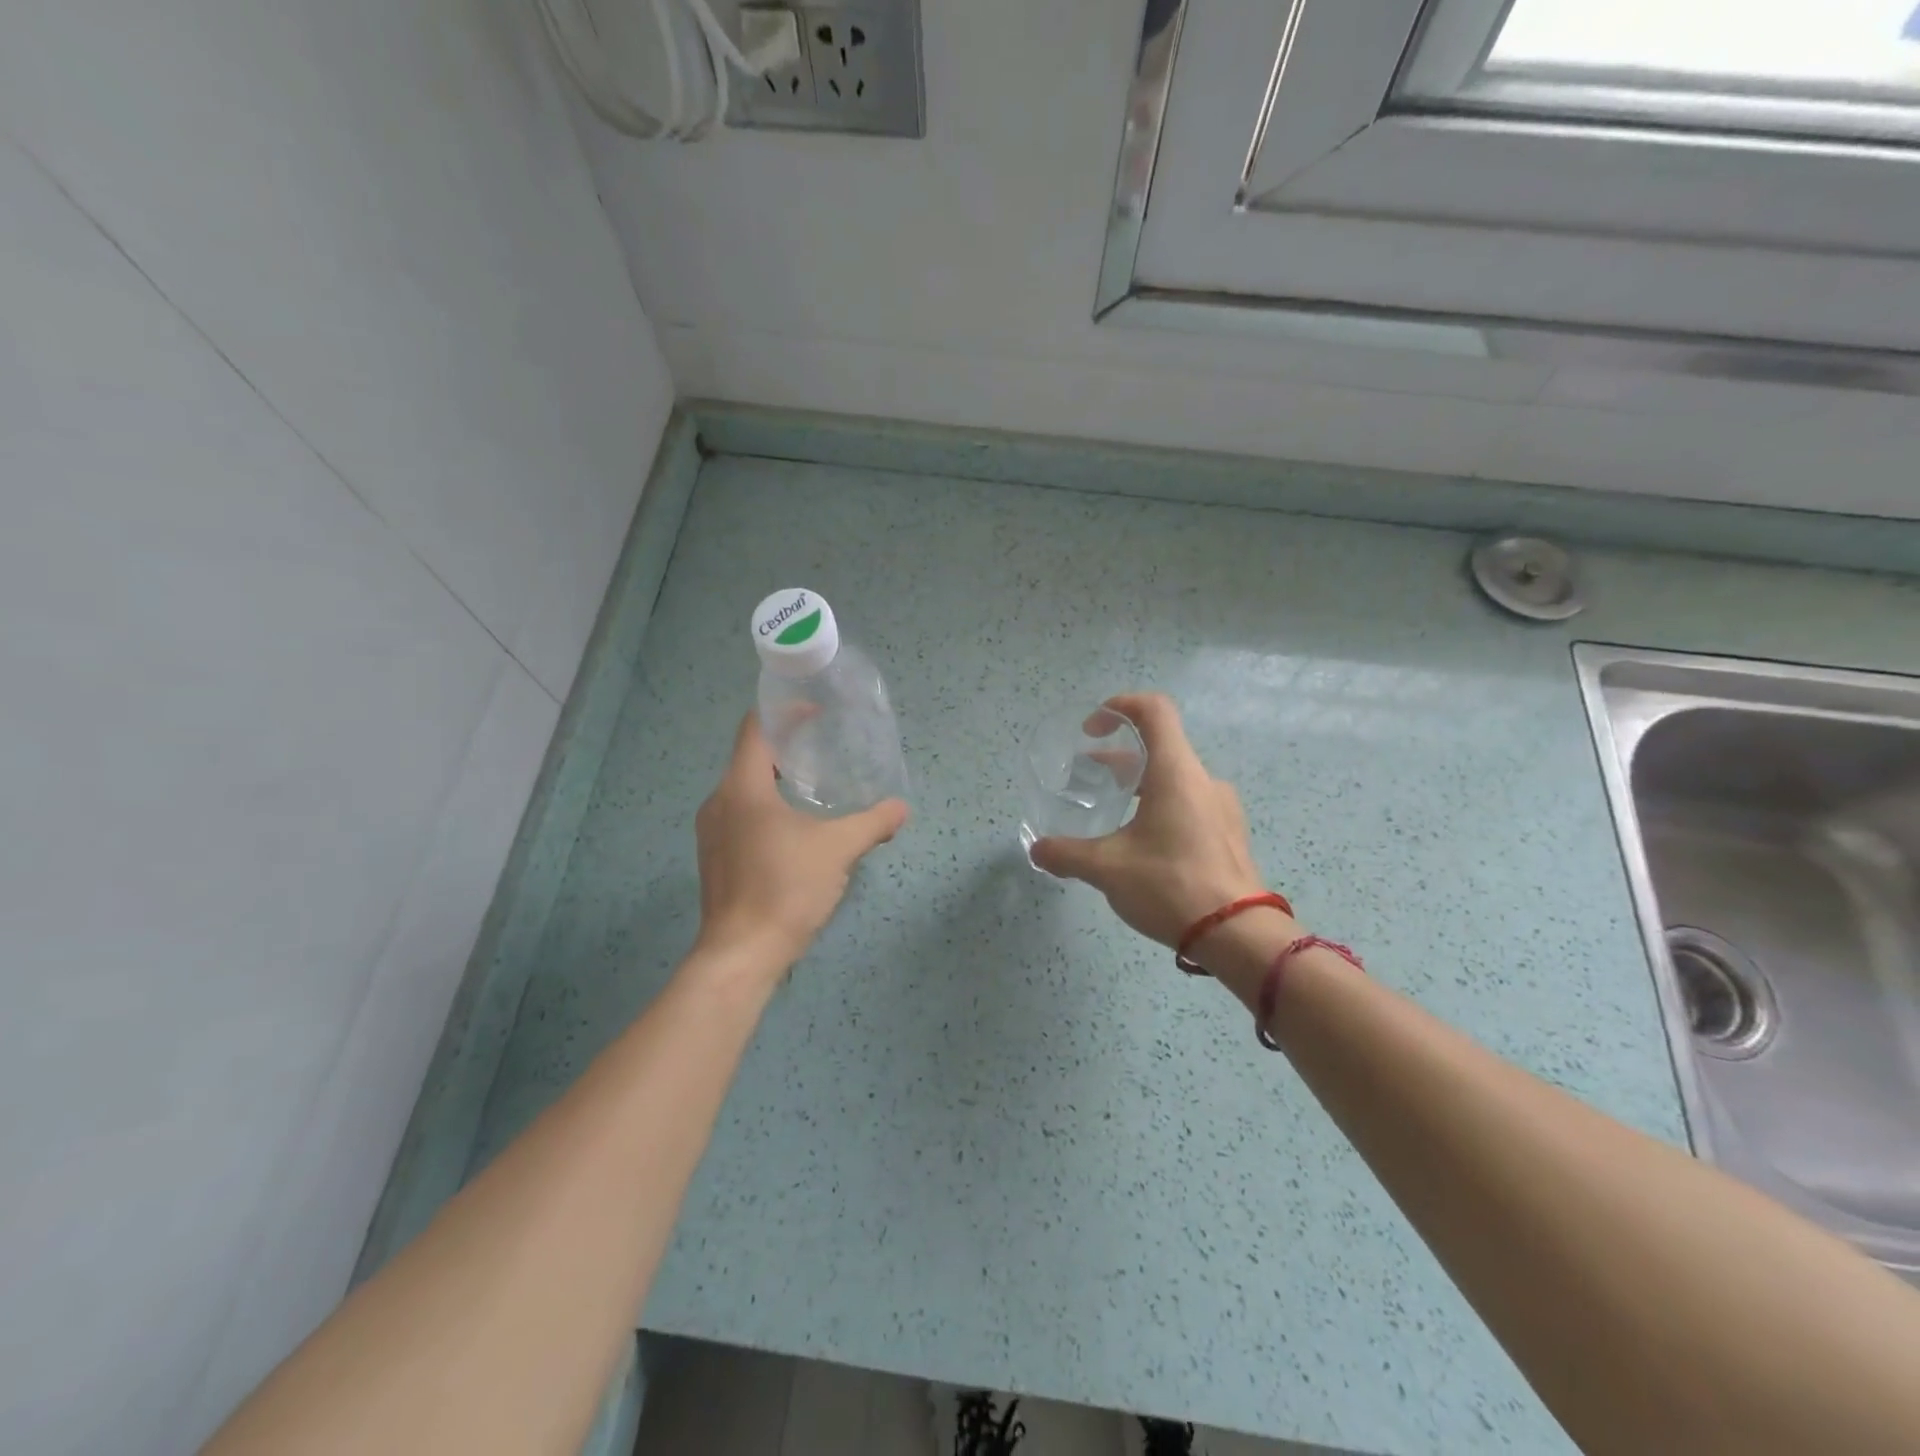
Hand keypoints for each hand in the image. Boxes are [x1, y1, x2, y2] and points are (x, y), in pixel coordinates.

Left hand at [691, 712, 908, 978]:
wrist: (741, 954)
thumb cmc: (786, 888)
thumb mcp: (838, 850)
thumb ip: (872, 823)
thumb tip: (901, 809)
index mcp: (742, 787)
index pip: (755, 729)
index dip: (784, 713)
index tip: (815, 711)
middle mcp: (719, 802)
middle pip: (749, 757)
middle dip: (785, 748)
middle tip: (823, 748)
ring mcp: (712, 832)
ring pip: (744, 789)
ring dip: (775, 780)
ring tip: (813, 786)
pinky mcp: (716, 858)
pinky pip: (740, 816)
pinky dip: (766, 808)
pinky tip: (794, 829)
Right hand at [1029, 693, 1269, 948]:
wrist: (1239, 935)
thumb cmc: (1170, 886)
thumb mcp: (1107, 868)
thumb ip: (1066, 854)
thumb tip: (1037, 850)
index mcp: (1176, 772)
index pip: (1154, 710)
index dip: (1119, 706)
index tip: (1092, 729)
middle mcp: (1203, 780)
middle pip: (1160, 746)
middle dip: (1118, 756)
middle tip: (1088, 775)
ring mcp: (1221, 808)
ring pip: (1174, 778)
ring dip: (1140, 783)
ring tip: (1112, 810)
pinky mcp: (1229, 834)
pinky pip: (1190, 803)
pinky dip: (1161, 806)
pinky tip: (1143, 843)